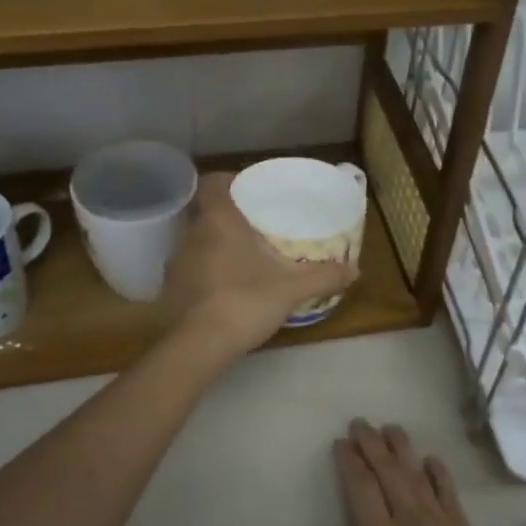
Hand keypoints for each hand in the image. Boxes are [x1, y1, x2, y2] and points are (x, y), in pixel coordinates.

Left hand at [160, 173, 358, 360]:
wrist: (198, 346)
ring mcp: (176, 263)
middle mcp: (191, 234)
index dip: (227, 180)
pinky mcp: (170, 290)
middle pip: (203, 211)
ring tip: (242, 256)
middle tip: (253, 224)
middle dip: (226, 214)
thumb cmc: (244, 301)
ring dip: (214, 244)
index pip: (212, 182)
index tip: (248, 188)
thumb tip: (356, 270)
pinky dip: (205, 271)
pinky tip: (225, 287)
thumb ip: (324, 276)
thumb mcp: (292, 289)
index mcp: (218, 220)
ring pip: (195, 241)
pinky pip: (189, 269)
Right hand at [302, 421, 506, 525]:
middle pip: (388, 471)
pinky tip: (430, 458)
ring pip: (417, 473)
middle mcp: (409, 519)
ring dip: (402, 448)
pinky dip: (437, 471)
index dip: (350, 461)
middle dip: (372, 444)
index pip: (361, 487)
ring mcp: (440, 521)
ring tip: (390, 428)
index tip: (341, 442)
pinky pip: (448, 490)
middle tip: (361, 423)